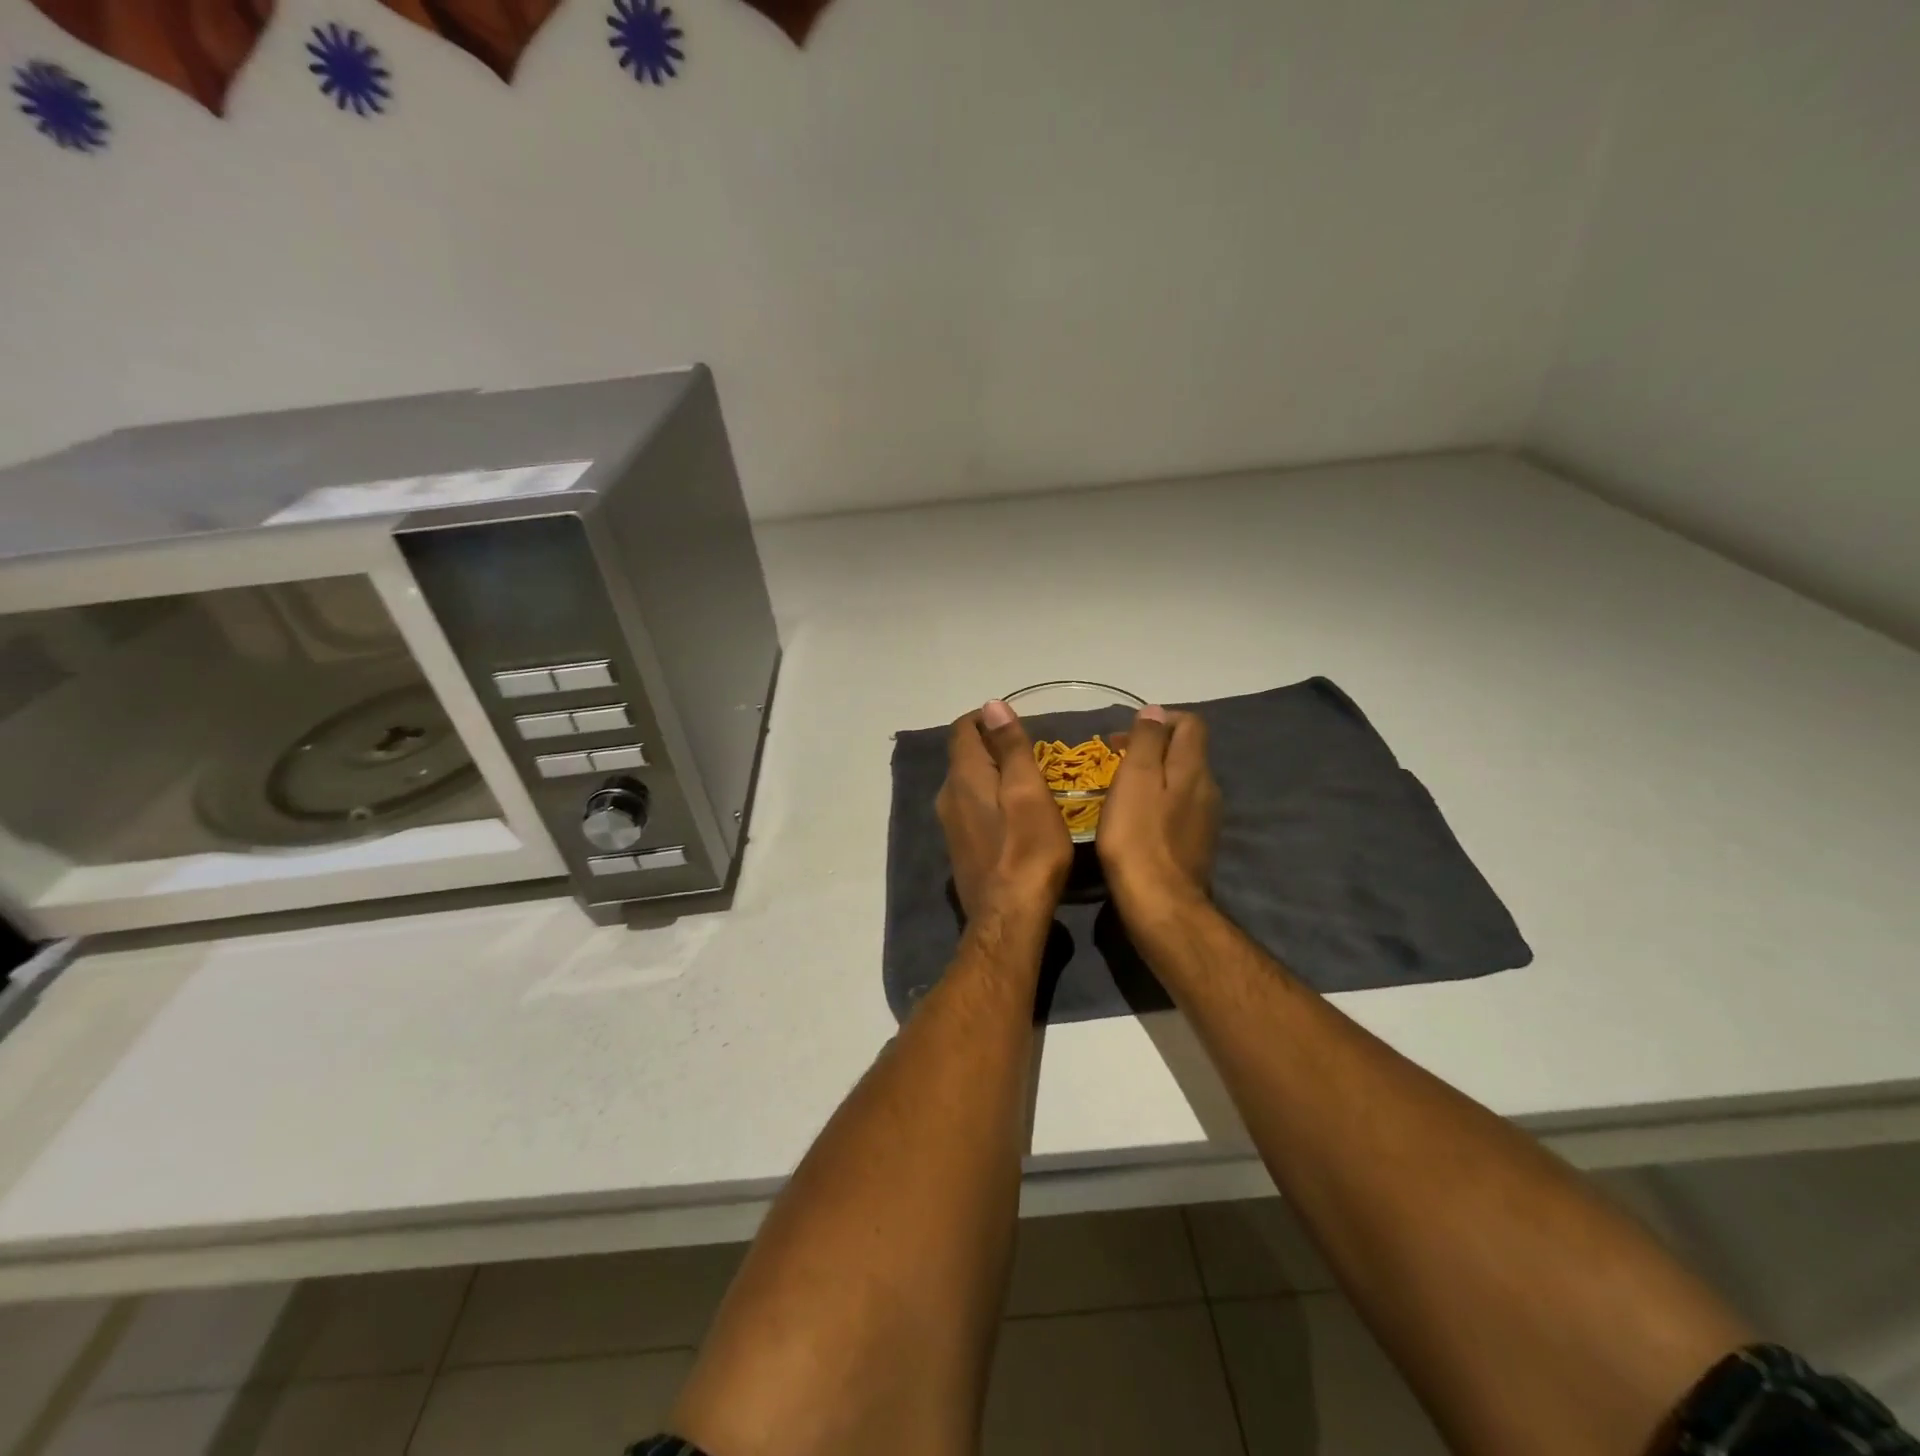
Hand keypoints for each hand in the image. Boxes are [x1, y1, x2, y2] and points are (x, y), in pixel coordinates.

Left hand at [937, 700, 1072, 920]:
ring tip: (1030, 782)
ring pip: (968, 784)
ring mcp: (950, 825)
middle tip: (1032, 753)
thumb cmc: (1026, 850)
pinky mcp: (960, 848)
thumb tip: (991, 705)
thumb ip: (1010, 747)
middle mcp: (947, 796)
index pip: (963, 729)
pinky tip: (1017, 817)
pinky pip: (972, 808)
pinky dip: (991, 800)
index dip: (987, 718)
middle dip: (994, 746)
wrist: (1008, 917)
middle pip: (964, 756)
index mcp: (963, 777)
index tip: (1017, 723)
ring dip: (994, 774)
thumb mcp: (1028, 791)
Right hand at [1097, 705, 1220, 923]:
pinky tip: (1135, 822)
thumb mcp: (1136, 778)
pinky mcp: (1197, 844)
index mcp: (1193, 768)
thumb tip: (1155, 711)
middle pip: (1186, 752)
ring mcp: (1206, 819)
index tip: (1125, 737)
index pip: (1190, 723)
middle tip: (1115, 761)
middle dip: (1153, 748)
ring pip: (1182, 782)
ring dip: (1154, 777)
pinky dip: (1158, 803)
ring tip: (1120, 791)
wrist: (1159, 902)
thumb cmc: (1138, 836)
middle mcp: (1208, 788)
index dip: (1160, 720)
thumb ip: (1147, 741)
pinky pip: (1179, 809)